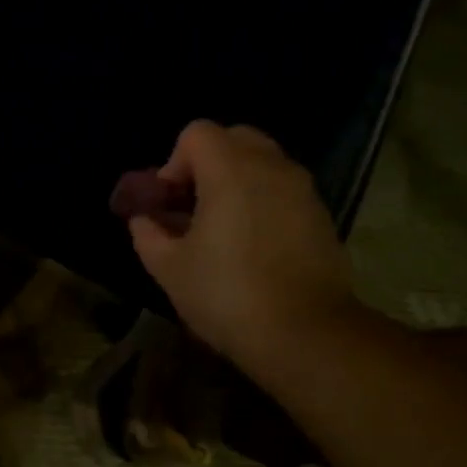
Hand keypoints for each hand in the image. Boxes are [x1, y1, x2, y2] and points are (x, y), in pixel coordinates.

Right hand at [127, 121, 361, 372]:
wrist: (305, 334)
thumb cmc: (227, 294)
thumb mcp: (169, 268)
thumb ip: (148, 234)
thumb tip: (144, 220)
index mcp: (231, 170)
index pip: (197, 133)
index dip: (173, 163)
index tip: (169, 203)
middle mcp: (271, 167)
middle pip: (233, 138)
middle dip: (206, 164)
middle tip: (191, 207)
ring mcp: (302, 189)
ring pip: (262, 163)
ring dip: (235, 182)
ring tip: (220, 228)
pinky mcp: (321, 215)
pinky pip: (282, 189)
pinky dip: (261, 201)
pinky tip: (250, 246)